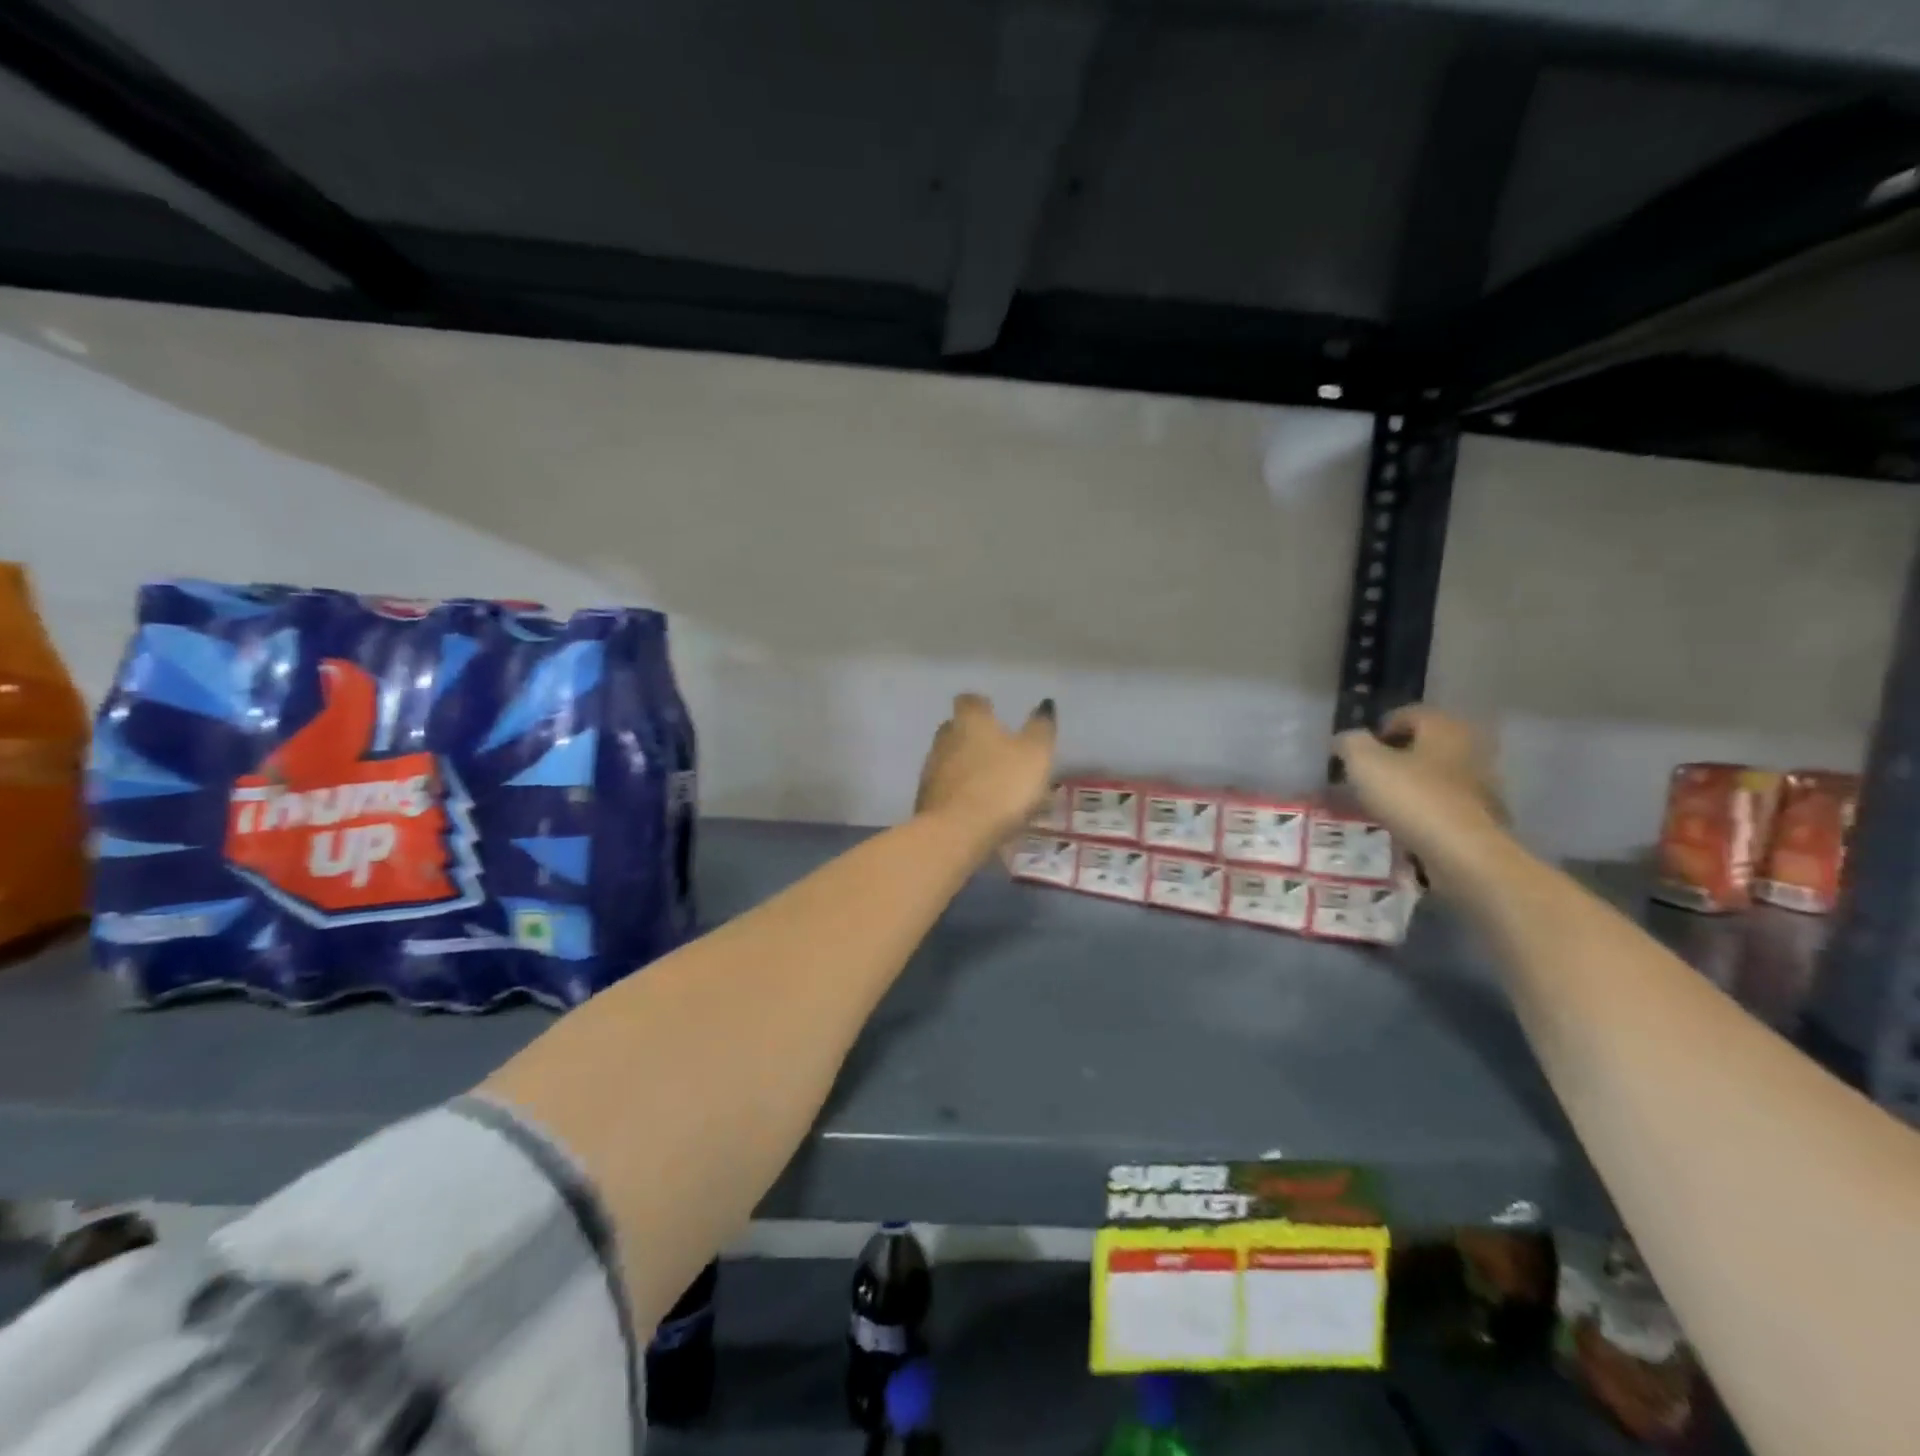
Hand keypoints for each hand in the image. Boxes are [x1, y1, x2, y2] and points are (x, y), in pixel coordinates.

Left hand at [914, 693, 1056, 846]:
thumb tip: (1044, 704)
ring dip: (964, 766)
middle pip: (954, 728)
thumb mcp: (1035, 755)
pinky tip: (974, 806)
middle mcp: (944, 739)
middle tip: (994, 748)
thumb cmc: (1002, 786)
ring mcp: (930, 770)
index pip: (970, 700)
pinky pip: (944, 788)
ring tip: (988, 782)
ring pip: (947, 759)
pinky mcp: (924, 800)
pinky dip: (958, 792)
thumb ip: (1040, 729)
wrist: (956, 833)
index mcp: (971, 722)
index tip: (993, 711)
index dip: (981, 704)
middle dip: (971, 735)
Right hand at [1332, 706, 1506, 883]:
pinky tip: (1405, 824)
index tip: (1356, 756)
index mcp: (1444, 726)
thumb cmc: (1411, 796)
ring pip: (1434, 775)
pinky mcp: (1485, 814)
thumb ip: (1350, 743)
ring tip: (1382, 805)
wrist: (1462, 852)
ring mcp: (1483, 782)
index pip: (1406, 715)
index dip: (1376, 731)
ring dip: (1410, 785)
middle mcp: (1470, 746)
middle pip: (1422, 745)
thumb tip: (1346, 741)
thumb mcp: (1363, 762)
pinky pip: (1444, 803)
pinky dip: (1425, 809)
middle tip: (1367, 778)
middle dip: (1394, 759)